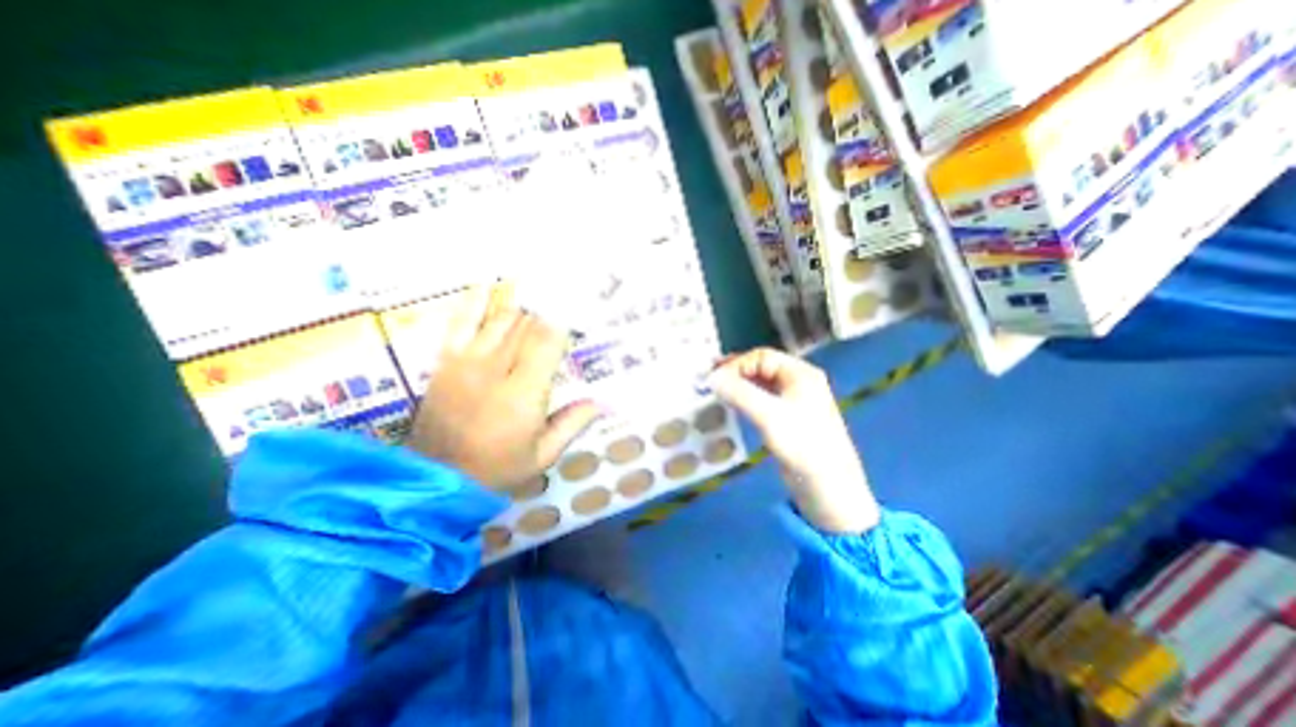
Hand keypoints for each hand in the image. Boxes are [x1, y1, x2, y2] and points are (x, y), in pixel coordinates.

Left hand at [409, 284, 603, 492]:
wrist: (435, 479)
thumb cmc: (496, 469)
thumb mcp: (542, 456)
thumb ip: (572, 424)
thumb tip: (603, 402)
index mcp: (524, 395)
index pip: (548, 342)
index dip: (564, 321)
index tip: (579, 310)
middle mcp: (496, 370)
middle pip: (527, 326)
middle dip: (548, 312)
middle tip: (566, 298)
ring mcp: (467, 362)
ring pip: (501, 320)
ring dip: (523, 307)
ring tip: (539, 292)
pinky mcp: (447, 362)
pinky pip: (461, 323)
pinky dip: (475, 302)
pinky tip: (487, 285)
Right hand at [708, 346, 879, 532]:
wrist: (828, 488)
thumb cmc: (802, 445)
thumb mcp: (768, 415)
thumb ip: (739, 393)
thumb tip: (711, 378)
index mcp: (800, 373)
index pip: (762, 357)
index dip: (736, 364)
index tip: (714, 379)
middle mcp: (798, 382)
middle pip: (761, 367)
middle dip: (735, 372)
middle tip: (710, 379)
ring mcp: (793, 401)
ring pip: (760, 384)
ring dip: (738, 385)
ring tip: (715, 389)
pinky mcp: (787, 419)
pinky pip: (762, 400)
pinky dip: (745, 399)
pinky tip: (731, 404)